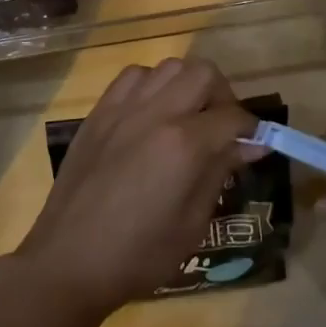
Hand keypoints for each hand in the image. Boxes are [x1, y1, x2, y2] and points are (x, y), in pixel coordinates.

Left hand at [14, 58, 257, 318]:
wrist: (69, 259)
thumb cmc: (139, 255)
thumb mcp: (192, 223)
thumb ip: (220, 173)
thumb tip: (251, 145)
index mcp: (184, 144)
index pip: (233, 117)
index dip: (252, 130)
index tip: (255, 145)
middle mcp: (156, 113)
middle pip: (204, 73)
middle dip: (222, 96)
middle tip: (222, 128)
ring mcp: (124, 107)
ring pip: (169, 66)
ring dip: (187, 85)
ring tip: (187, 117)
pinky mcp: (100, 111)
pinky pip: (133, 76)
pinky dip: (151, 85)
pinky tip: (150, 113)